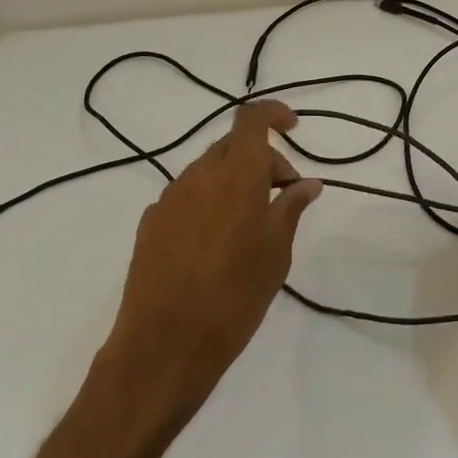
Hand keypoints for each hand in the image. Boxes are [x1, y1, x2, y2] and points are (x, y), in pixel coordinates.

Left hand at [100, 100, 320, 420]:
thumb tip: (307, 183)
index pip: (251, 119)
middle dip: (262, 159)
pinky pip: (187, 196)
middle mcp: (198, 176)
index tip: (294, 127)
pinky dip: (209, 201)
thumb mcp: (275, 254)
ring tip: (252, 223)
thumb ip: (290, 209)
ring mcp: (169, 198)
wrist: (165, 343)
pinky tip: (217, 242)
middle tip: (283, 195)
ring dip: (234, 181)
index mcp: (235, 176)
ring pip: (208, 171)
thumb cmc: (234, 297)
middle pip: (232, 146)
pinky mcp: (150, 222)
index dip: (273, 113)